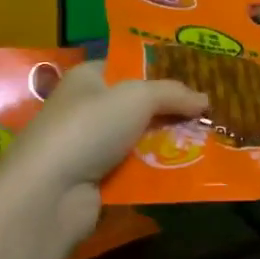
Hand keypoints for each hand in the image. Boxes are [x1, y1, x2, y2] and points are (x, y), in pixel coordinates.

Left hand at [0, 61, 206, 248]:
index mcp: (88, 78)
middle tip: (210, 110)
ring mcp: (90, 145)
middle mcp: (87, 107)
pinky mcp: (96, 179)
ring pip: (140, 138)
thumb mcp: (138, 97)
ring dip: (168, 141)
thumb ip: (174, 94)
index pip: (128, 66)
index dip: (161, 70)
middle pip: (138, 104)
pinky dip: (157, 169)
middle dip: (171, 109)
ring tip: (208, 139)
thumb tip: (205, 99)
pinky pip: (136, 168)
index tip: (197, 77)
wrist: (50, 193)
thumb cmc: (90, 128)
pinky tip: (187, 168)